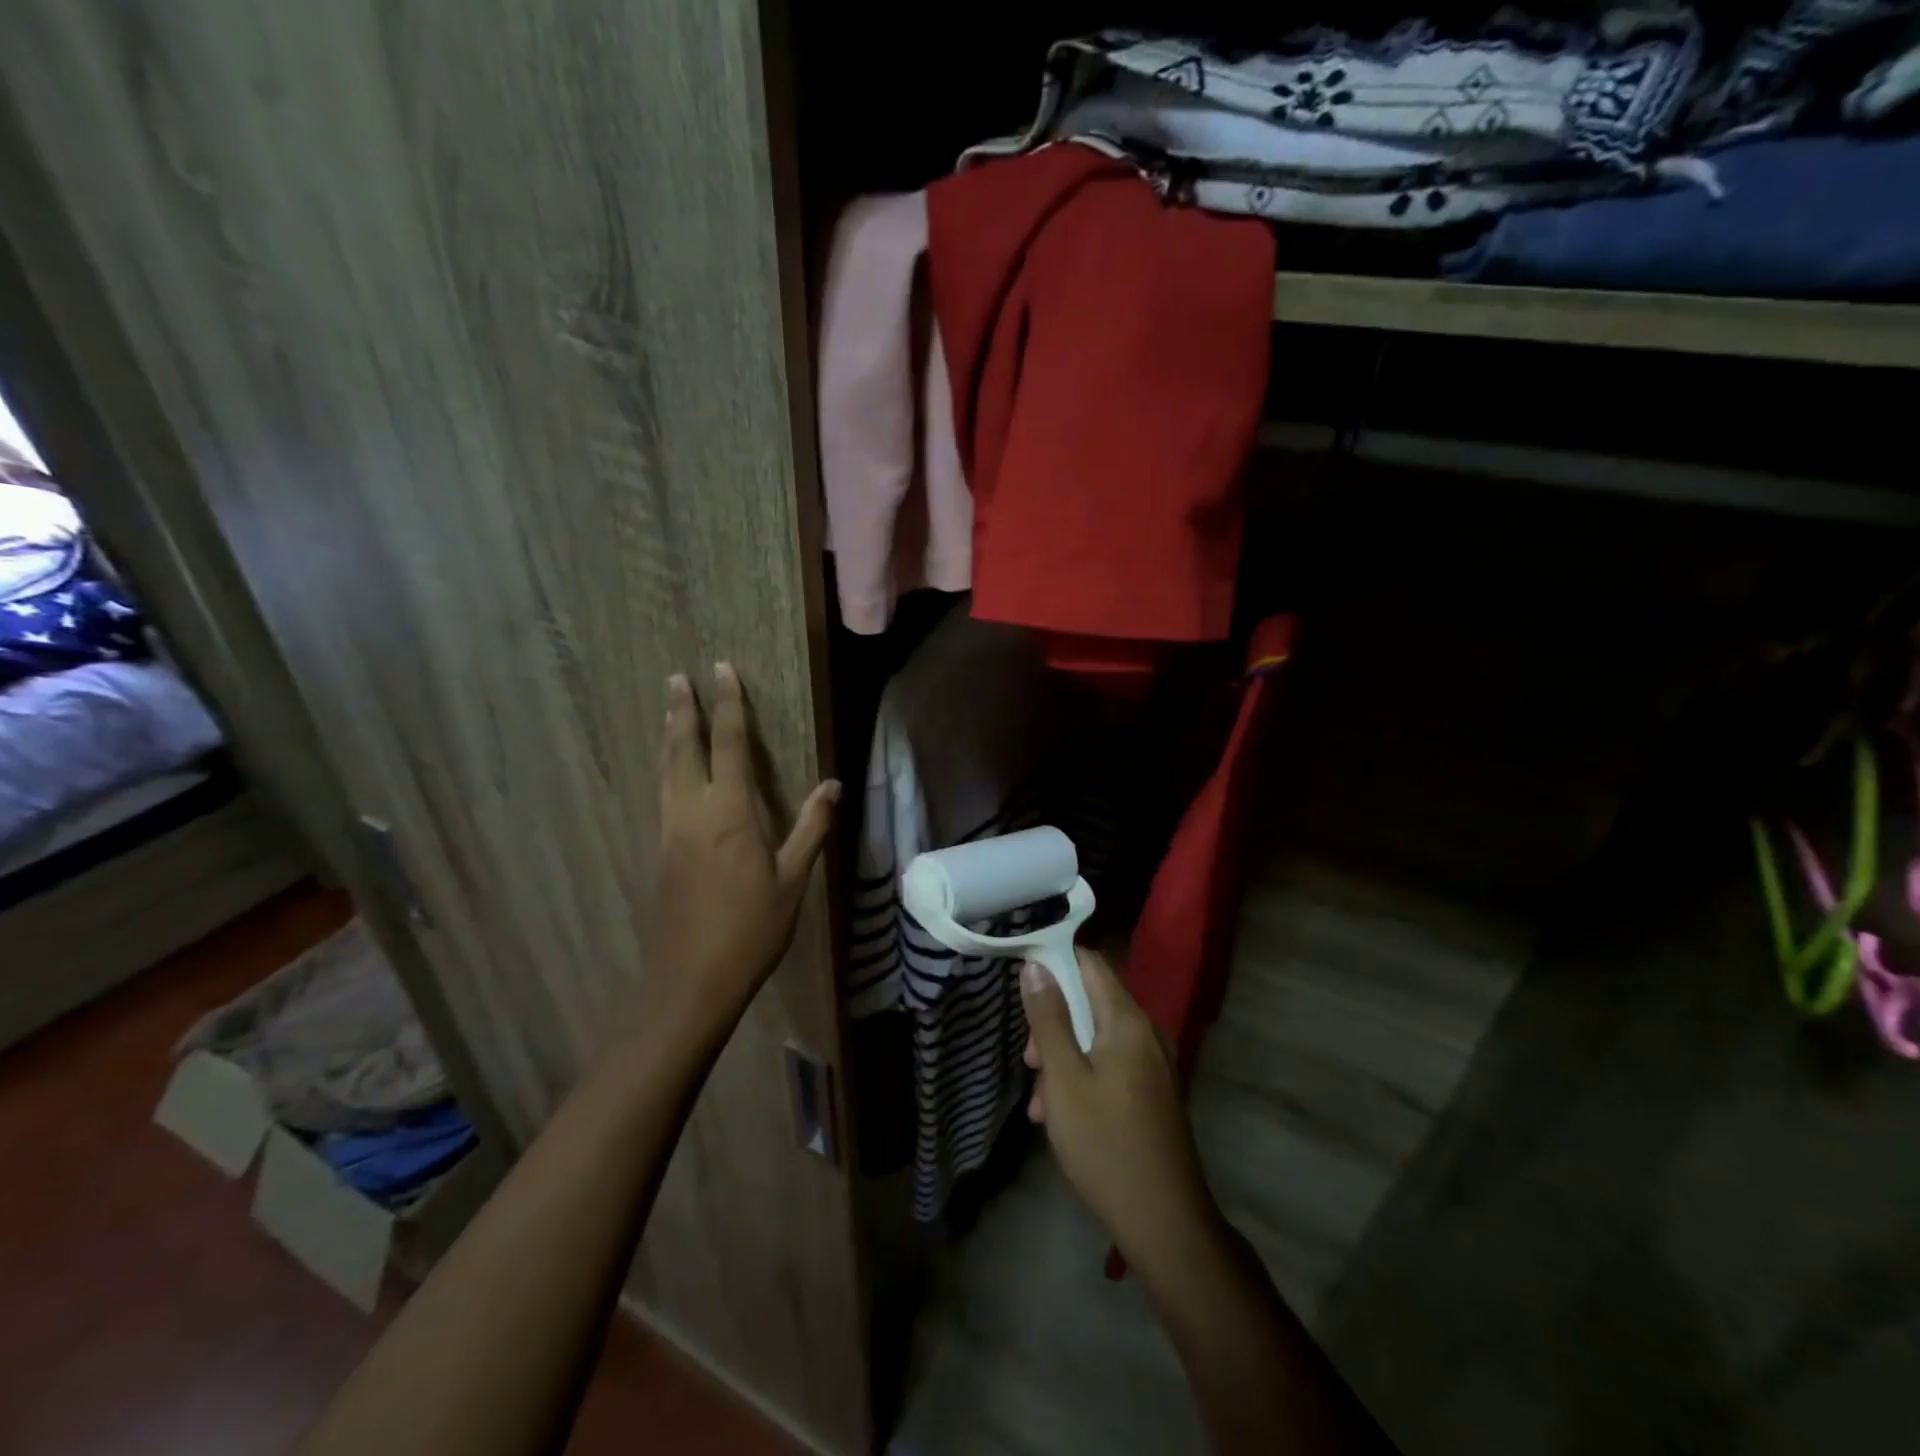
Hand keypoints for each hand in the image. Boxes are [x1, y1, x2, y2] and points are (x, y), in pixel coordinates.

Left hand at [647, 664, 838, 1041]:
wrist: (691, 980)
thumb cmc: (751, 929)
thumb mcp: (792, 879)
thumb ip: (811, 828)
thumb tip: (833, 785)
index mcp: (728, 813)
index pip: (728, 746)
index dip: (727, 706)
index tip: (721, 670)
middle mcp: (691, 813)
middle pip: (682, 749)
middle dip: (682, 711)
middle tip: (677, 678)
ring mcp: (670, 833)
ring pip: (665, 771)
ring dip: (669, 736)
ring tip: (670, 712)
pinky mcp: (661, 853)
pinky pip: (662, 794)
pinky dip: (666, 768)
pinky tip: (671, 773)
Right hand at [1022, 949, 1218, 1272]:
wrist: (1164, 1223)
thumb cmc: (1105, 1144)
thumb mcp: (1064, 1078)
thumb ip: (1049, 1018)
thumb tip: (1036, 966)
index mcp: (1128, 1021)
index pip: (1090, 963)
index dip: (1054, 962)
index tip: (1021, 983)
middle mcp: (1147, 1033)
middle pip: (1091, 1002)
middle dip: (1053, 1023)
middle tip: (1030, 1062)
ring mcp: (1154, 1065)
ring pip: (1097, 1039)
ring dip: (1064, 1058)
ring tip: (1041, 1103)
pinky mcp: (1153, 1094)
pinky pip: (1111, 1066)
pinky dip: (1083, 1077)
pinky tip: (1061, 1117)